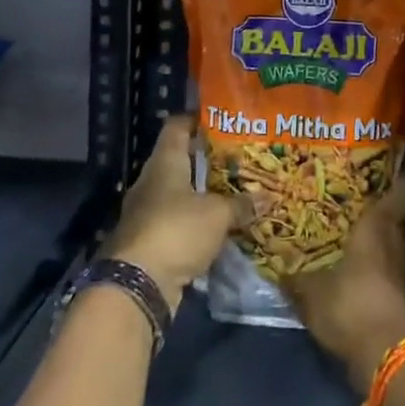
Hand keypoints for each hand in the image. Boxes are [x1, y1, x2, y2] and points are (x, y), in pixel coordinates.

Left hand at [107, 114, 250, 308]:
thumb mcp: (217, 214)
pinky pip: (177, 223)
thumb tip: (268, 197)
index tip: (222, 120)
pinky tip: (219, 227)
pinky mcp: (149, 242)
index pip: (177, 126)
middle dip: (207, 160)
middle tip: (239, 159)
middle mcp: (152, 182)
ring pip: (179, 194)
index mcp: (164, 162)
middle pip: (179, 160)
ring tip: (234, 192)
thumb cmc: (176, 230)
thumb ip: (241, 204)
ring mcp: (147, 213)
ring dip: (202, 195)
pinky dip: (196, 224)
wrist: (136, 286)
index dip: (197, 120)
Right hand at [285, 174, 404, 394]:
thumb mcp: (312, 292)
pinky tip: (364, 276)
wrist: (387, 358)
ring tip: (361, 241)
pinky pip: (399, 272)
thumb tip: (279, 270)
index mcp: (381, 225)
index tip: (381, 174)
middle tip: (362, 209)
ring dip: (389, 243)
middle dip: (389, 212)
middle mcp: (402, 240)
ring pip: (404, 244)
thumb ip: (296, 279)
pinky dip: (387, 271)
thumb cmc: (351, 305)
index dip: (398, 180)